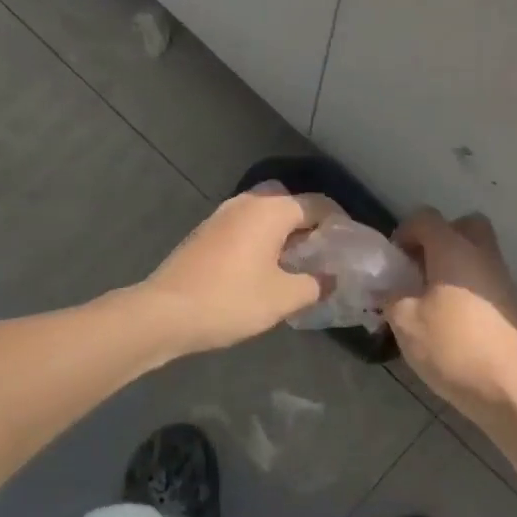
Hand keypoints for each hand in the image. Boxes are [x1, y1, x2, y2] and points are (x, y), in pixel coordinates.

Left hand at [140, 186, 343, 353]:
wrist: (164, 313)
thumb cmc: (231, 300)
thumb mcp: (284, 298)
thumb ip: (315, 284)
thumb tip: (331, 278)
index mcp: (271, 210)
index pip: (318, 205)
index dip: (340, 224)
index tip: (351, 248)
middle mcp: (247, 203)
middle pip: (290, 204)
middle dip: (310, 226)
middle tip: (324, 255)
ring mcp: (222, 216)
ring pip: (265, 216)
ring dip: (284, 234)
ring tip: (298, 265)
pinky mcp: (206, 233)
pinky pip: (246, 227)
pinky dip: (262, 240)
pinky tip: (266, 269)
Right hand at [387, 208, 516, 418]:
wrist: (505, 388)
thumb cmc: (451, 346)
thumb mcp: (405, 322)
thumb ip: (390, 296)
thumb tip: (386, 287)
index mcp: (453, 250)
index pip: (426, 218)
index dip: (404, 232)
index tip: (393, 261)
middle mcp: (482, 255)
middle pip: (464, 226)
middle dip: (439, 239)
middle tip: (420, 267)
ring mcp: (502, 279)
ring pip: (478, 253)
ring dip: (454, 264)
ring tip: (431, 297)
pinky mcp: (512, 305)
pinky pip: (486, 279)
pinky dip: (468, 286)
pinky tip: (452, 318)